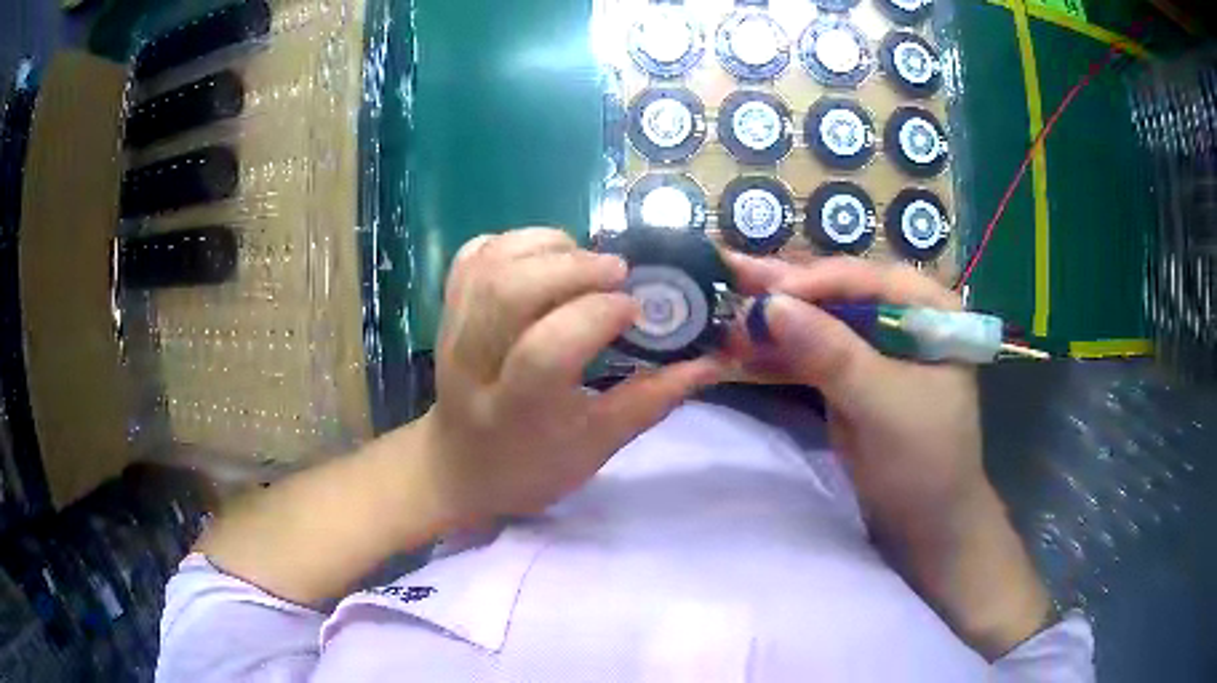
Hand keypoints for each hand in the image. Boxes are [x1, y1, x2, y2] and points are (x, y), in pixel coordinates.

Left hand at [420, 228, 723, 525]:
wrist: (461, 466)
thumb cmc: (533, 465)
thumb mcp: (597, 446)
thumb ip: (652, 400)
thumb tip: (711, 363)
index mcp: (517, 410)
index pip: (547, 349)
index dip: (597, 315)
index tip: (634, 309)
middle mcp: (475, 363)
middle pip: (510, 291)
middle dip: (572, 267)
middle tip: (616, 272)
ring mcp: (453, 331)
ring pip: (490, 263)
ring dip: (546, 246)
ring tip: (584, 260)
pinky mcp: (447, 311)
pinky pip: (473, 255)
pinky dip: (513, 241)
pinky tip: (545, 255)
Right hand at [725, 254, 1049, 658]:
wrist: (927, 526)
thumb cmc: (926, 464)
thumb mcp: (885, 407)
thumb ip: (834, 355)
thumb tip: (772, 306)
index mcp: (927, 308)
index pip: (864, 279)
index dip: (811, 283)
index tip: (761, 296)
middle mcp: (899, 316)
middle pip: (834, 295)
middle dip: (781, 292)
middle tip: (725, 273)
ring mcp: (873, 348)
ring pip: (816, 323)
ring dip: (770, 323)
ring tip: (720, 308)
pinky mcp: (851, 378)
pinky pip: (809, 356)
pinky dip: (775, 355)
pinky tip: (737, 347)